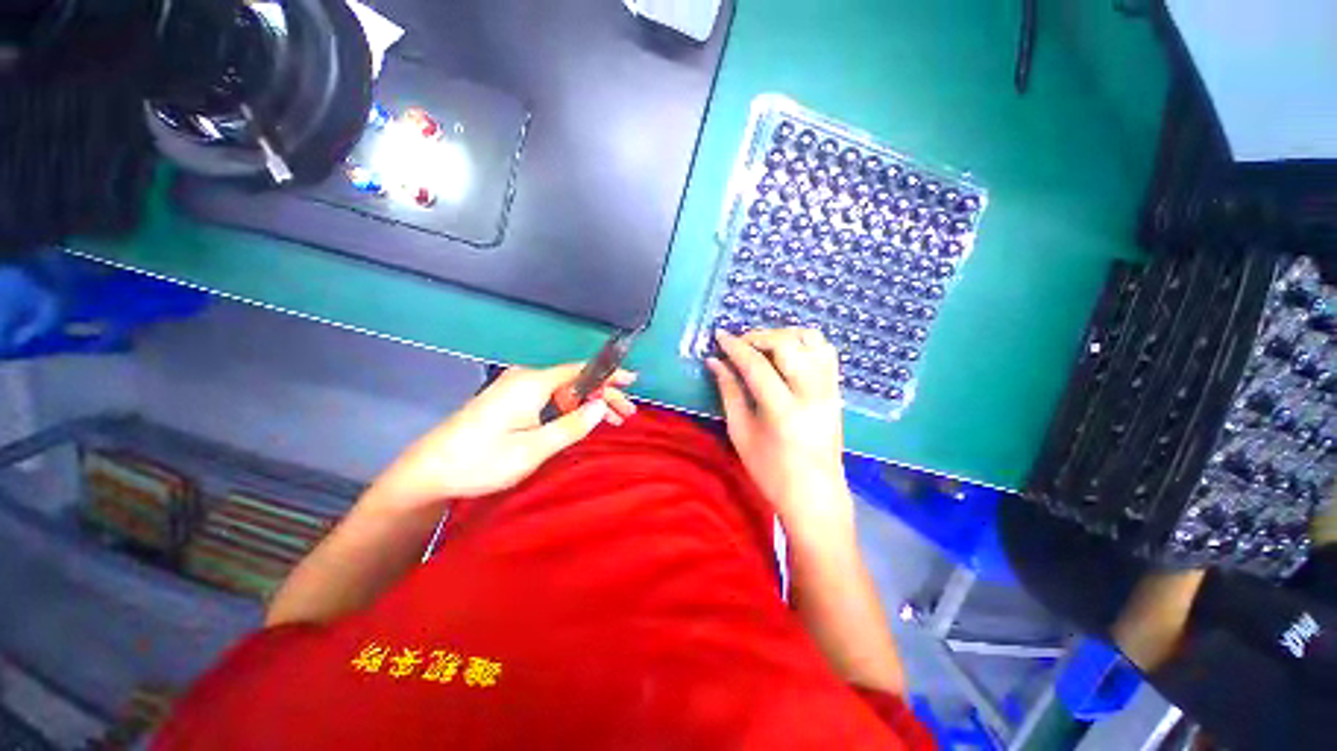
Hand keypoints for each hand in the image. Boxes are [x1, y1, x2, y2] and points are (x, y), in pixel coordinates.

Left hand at [367, 364, 636, 510]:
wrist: (429, 472)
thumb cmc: (481, 461)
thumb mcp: (534, 449)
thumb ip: (572, 425)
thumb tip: (602, 405)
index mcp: (531, 383)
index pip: (580, 371)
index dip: (609, 375)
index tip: (633, 382)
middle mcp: (525, 378)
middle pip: (575, 380)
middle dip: (603, 395)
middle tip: (627, 415)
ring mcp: (515, 388)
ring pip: (563, 390)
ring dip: (588, 403)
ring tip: (612, 420)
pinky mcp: (509, 400)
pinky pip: (549, 398)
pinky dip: (569, 408)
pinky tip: (581, 420)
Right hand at [707, 328, 852, 545]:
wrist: (816, 494)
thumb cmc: (771, 471)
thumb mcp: (741, 433)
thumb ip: (729, 392)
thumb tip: (715, 362)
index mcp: (782, 410)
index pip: (756, 364)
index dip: (735, 346)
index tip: (719, 335)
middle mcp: (811, 393)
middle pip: (787, 344)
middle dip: (758, 336)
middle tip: (740, 344)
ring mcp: (829, 389)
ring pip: (811, 340)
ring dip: (783, 335)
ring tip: (763, 346)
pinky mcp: (837, 390)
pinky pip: (826, 351)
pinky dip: (804, 342)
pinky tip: (787, 352)